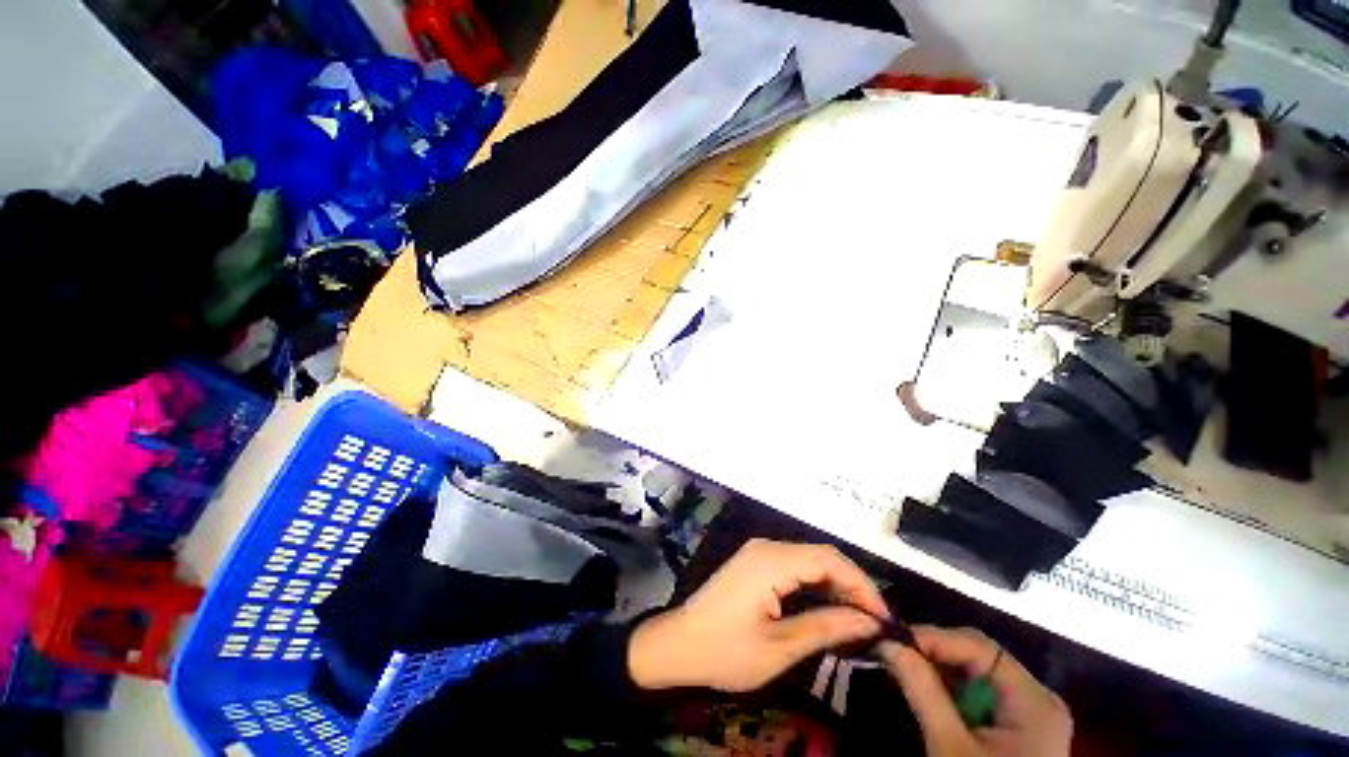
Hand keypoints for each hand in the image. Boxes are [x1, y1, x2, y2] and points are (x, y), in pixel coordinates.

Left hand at [628, 539, 888, 691]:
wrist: (680, 643)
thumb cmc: (726, 650)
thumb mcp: (780, 648)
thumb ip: (826, 628)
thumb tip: (870, 622)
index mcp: (771, 561)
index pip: (829, 560)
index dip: (862, 585)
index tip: (885, 619)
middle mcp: (767, 547)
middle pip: (821, 556)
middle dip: (852, 586)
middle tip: (876, 624)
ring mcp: (759, 552)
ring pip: (810, 560)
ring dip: (836, 586)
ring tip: (859, 621)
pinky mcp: (756, 562)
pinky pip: (795, 566)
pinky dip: (816, 585)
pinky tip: (829, 609)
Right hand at [879, 627, 1071, 756]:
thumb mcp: (950, 746)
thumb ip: (922, 690)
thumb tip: (887, 643)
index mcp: (1034, 701)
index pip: (980, 647)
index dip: (933, 637)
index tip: (891, 639)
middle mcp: (1038, 698)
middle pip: (979, 656)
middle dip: (934, 652)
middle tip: (894, 653)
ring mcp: (1030, 713)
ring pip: (976, 672)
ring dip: (938, 670)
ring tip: (903, 670)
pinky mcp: (1017, 727)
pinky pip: (979, 693)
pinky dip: (950, 690)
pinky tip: (926, 693)